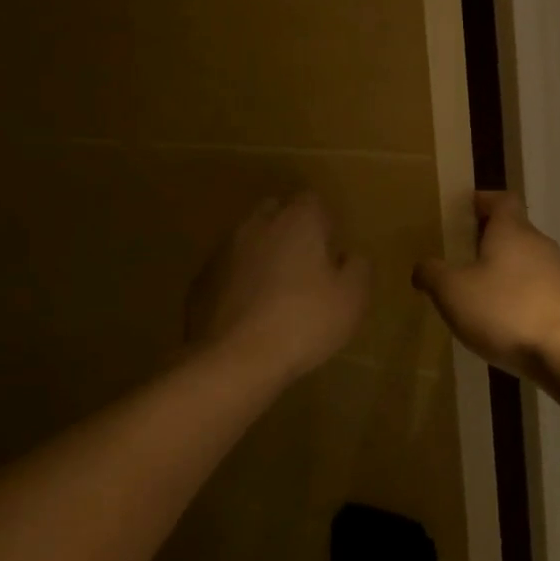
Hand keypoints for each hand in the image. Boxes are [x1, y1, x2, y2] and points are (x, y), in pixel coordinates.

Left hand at [185, 191, 370, 381]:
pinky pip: (227, 269)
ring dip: (262, 255)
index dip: (324, 222)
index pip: (313, 200)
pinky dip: (238, 281)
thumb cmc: (303, 321)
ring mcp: (223, 250)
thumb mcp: (352, 298)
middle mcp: (258, 224)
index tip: (330, 250)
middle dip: (290, 229)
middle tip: (304, 265)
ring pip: (248, 239)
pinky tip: (249, 312)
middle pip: (276, 211)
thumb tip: (349, 256)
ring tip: (275, 292)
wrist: (233, 360)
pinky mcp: (201, 279)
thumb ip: (358, 267)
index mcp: (298, 220)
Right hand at [412, 192, 559, 382]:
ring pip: (526, 260)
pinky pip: (537, 288)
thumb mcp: (452, 291)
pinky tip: (503, 318)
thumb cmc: (504, 310)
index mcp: (511, 230)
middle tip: (461, 254)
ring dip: (504, 269)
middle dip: (488, 238)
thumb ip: (432, 273)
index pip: (501, 199)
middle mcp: (538, 243)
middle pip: (513, 229)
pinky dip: (519, 294)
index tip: (463, 211)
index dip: (482, 201)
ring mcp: (557, 272)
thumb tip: (422, 266)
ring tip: (478, 290)